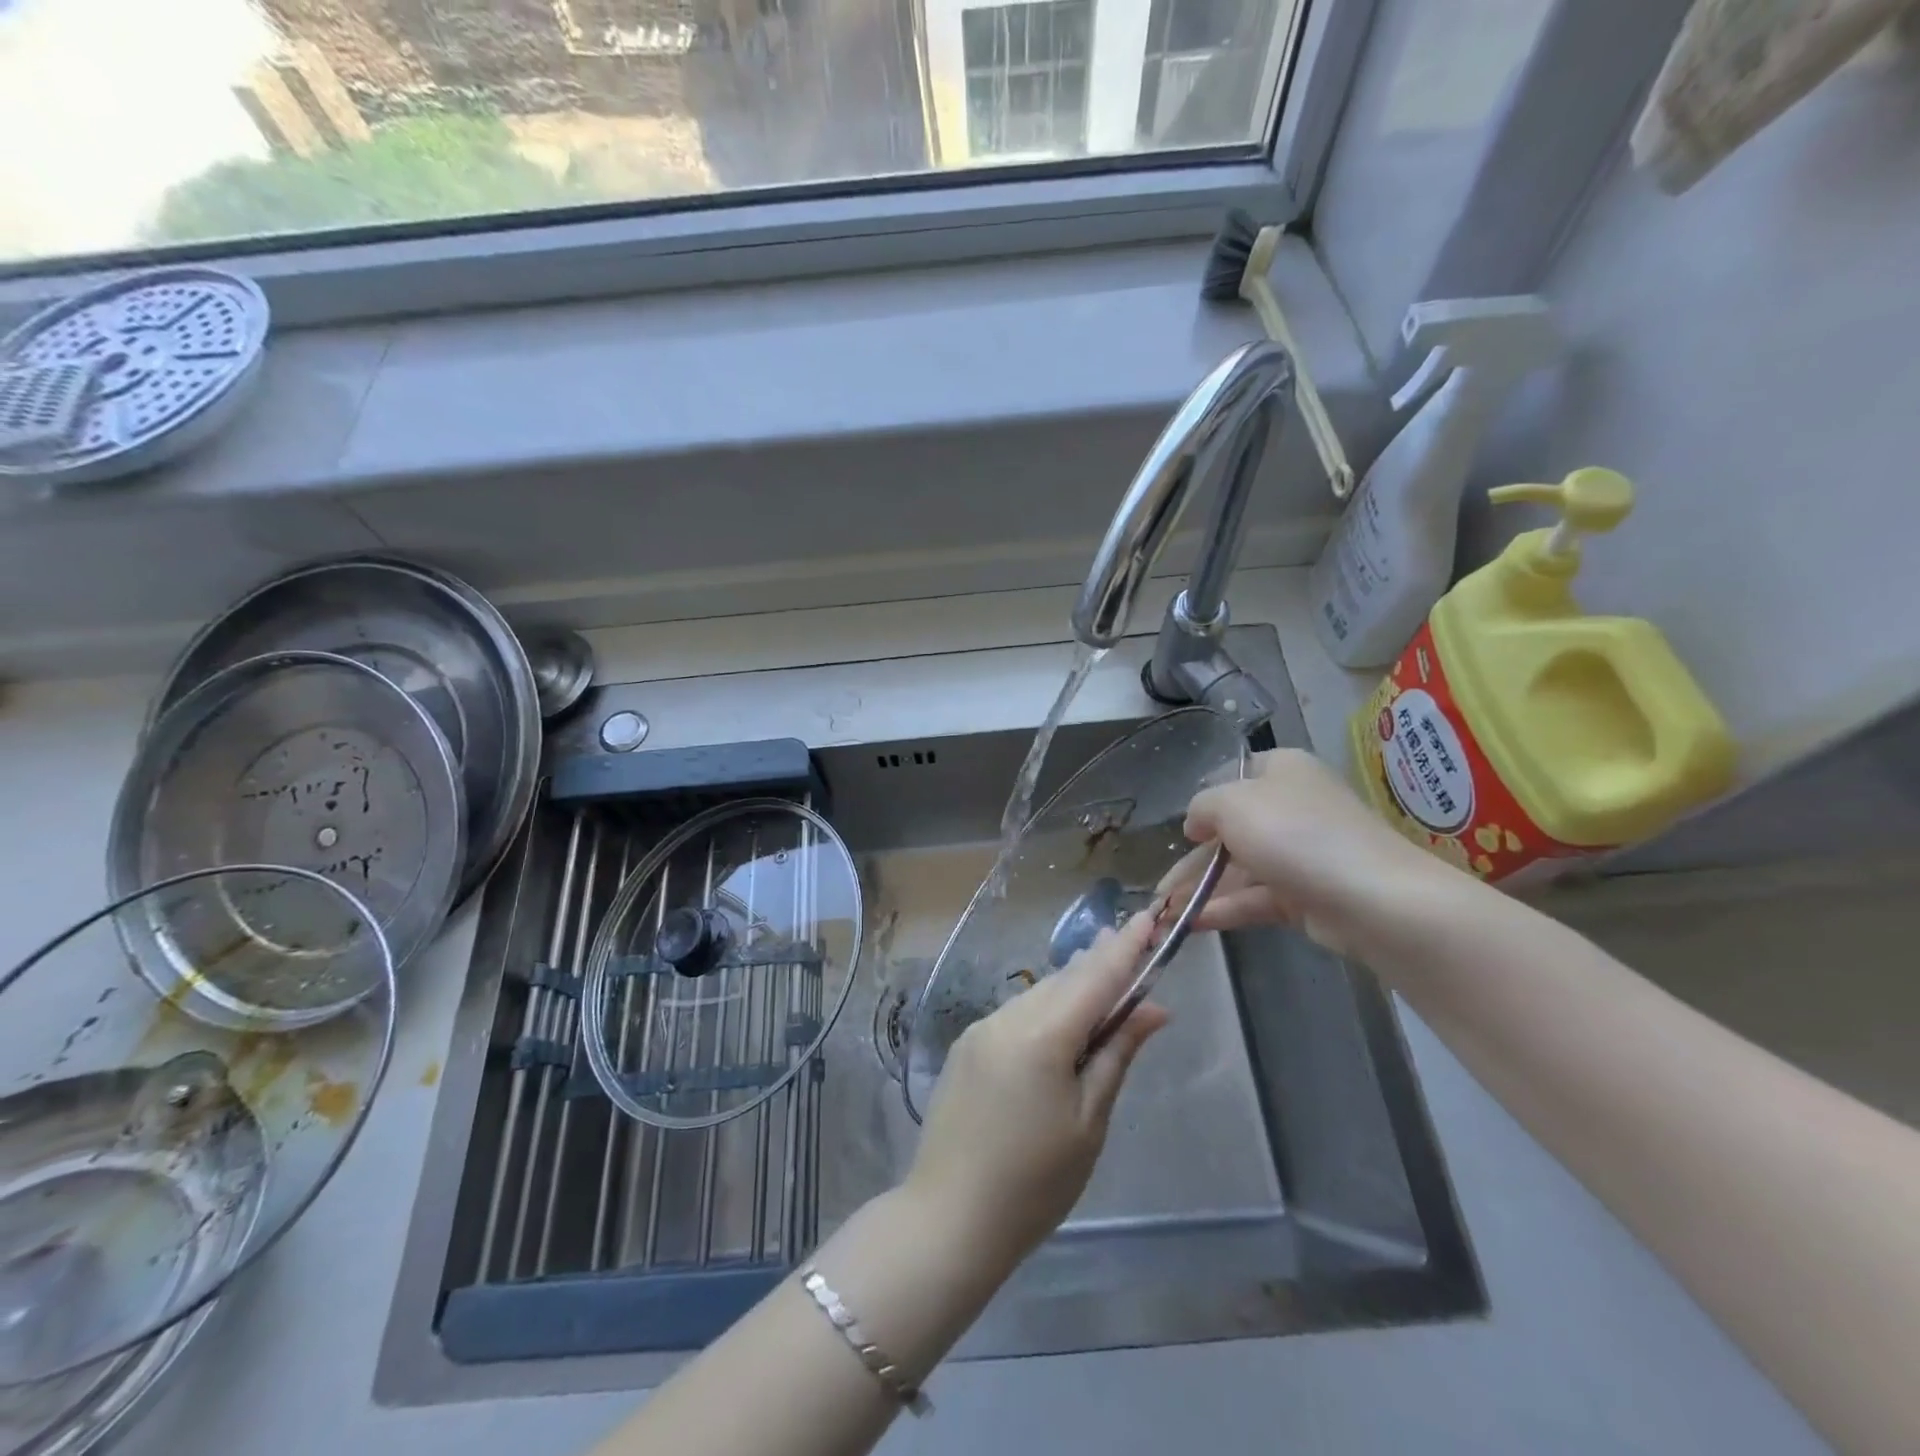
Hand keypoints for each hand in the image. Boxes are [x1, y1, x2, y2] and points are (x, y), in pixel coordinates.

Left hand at [904, 912, 1168, 1270]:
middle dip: (1099, 964)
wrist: (949, 1216)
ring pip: (1037, 995)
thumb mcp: (1089, 1121)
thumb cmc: (1034, 1182)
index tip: (1147, 917)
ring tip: (1101, 985)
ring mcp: (980, 1029)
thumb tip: (1154, 1009)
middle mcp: (1006, 1018)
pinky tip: (1058, 1025)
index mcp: (1041, 1036)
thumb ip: (1117, 1054)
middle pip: (1063, 981)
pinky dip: (1044, 1010)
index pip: (1094, 978)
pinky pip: (1015, 1014)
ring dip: (1071, 988)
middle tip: (1130, 946)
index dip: (1125, 948)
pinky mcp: (966, 1046)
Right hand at [1160, 749, 1463, 958]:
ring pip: (1241, 868)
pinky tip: (1192, 923)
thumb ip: (1201, 807)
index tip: (1181, 831)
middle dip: (1193, 860)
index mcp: (1282, 770)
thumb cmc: (1296, 835)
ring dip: (1202, 889)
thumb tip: (1196, 824)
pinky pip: (1257, 898)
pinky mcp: (1307, 895)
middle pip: (1232, 830)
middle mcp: (1292, 807)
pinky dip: (1225, 908)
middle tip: (1159, 889)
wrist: (1374, 899)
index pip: (1233, 777)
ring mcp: (1301, 853)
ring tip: (1165, 913)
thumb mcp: (1231, 804)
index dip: (1203, 802)